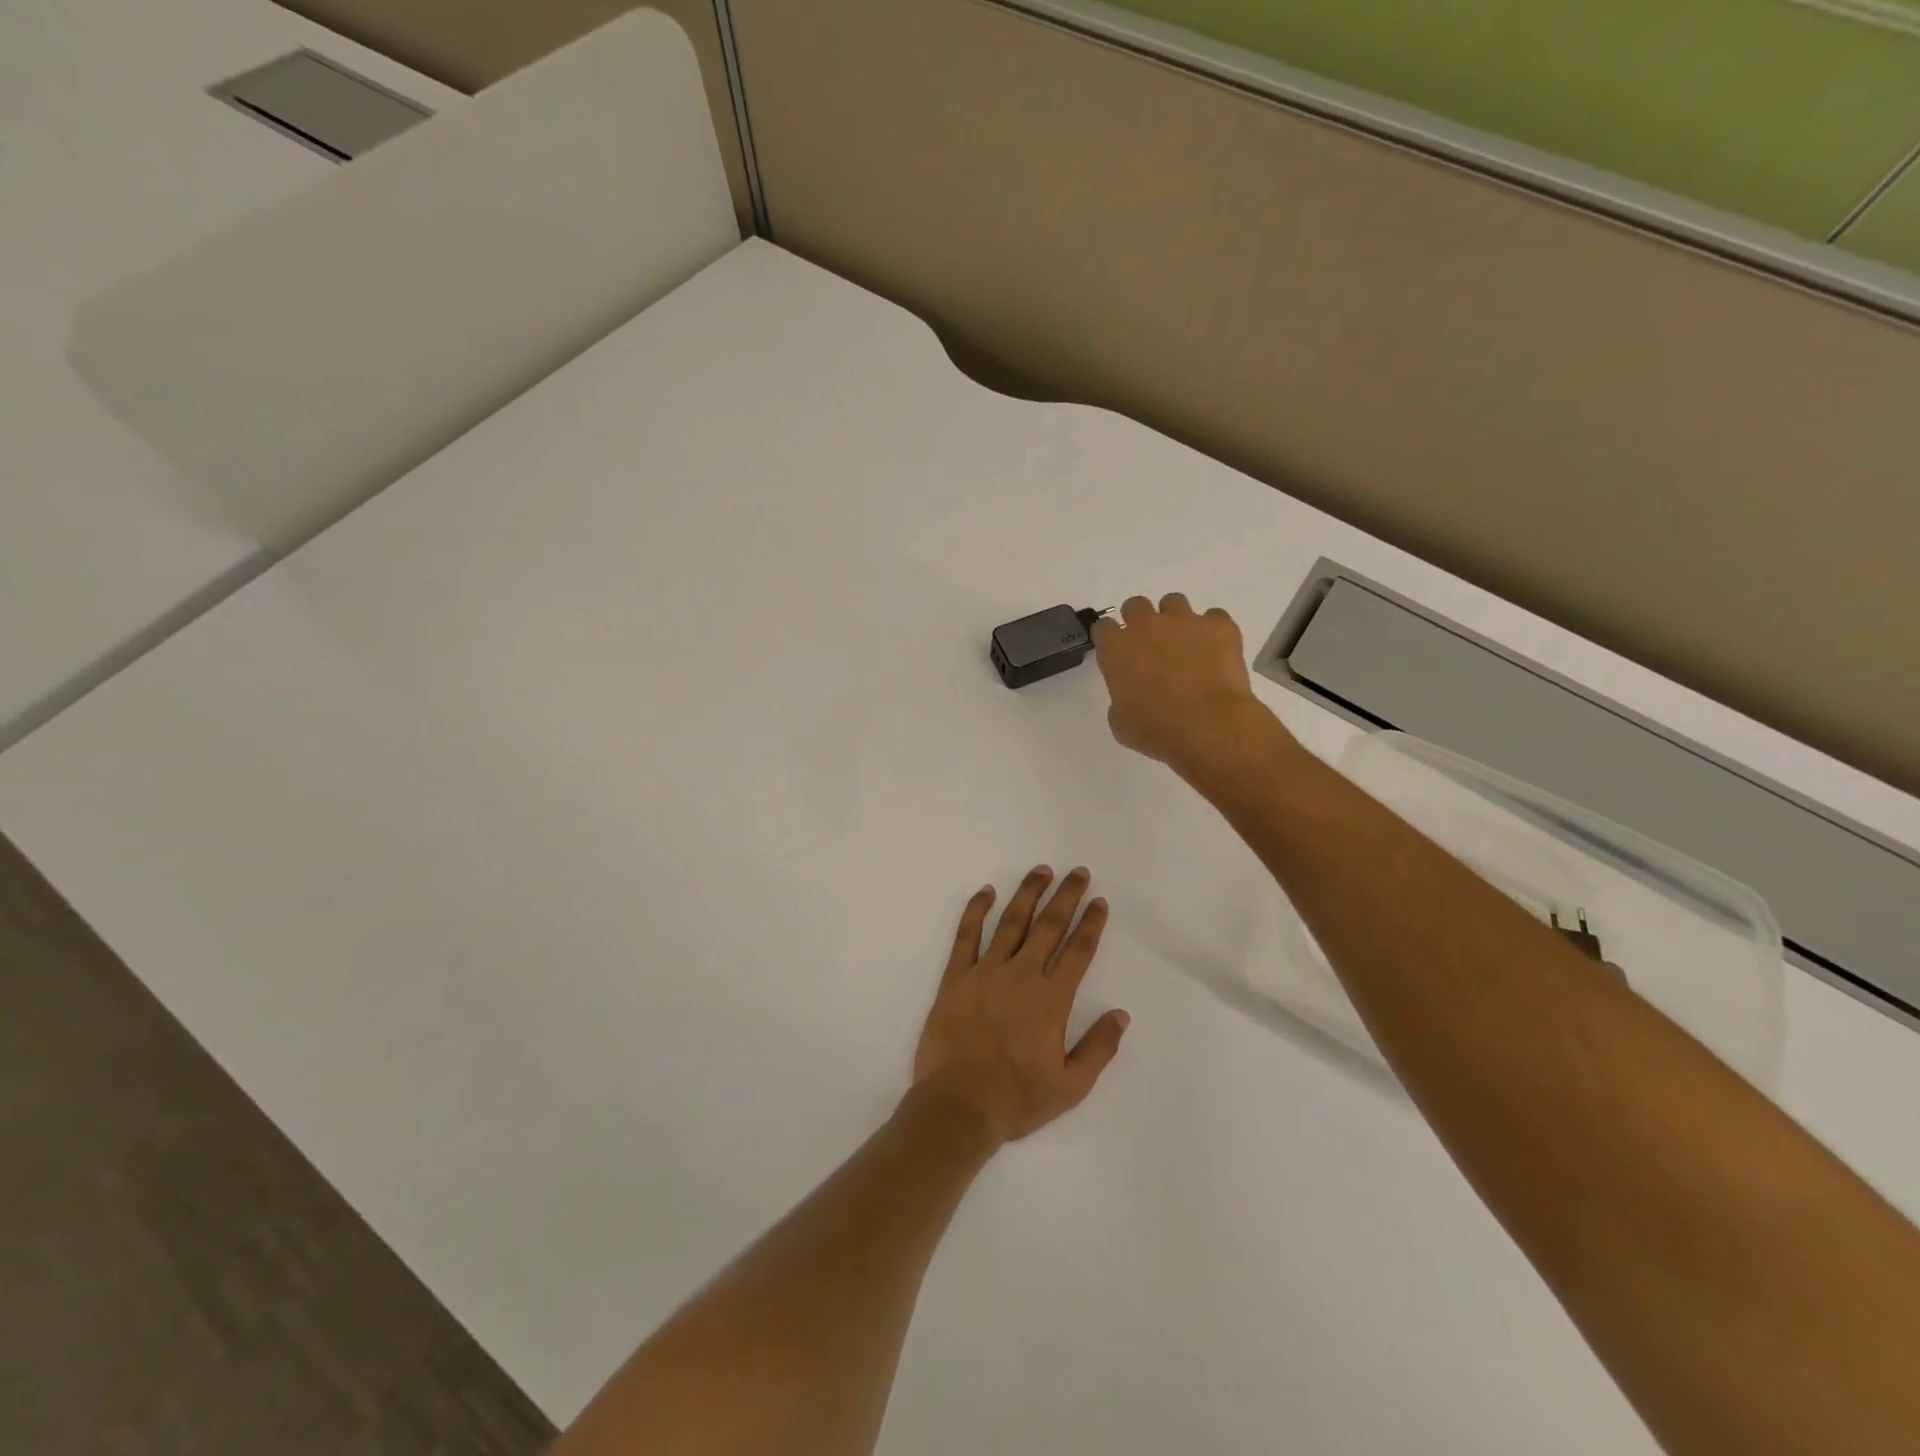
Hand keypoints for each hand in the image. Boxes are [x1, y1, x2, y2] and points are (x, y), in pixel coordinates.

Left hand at [913, 866, 1129, 1148]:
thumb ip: (1098, 1048)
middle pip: (1048, 926)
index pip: (1078, 951)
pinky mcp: (955, 977)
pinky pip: (966, 935)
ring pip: (1011, 922)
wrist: (958, 1105)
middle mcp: (1021, 975)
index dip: (1091, 924)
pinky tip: (985, 892)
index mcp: (1051, 999)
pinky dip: (975, 910)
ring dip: (1028, 894)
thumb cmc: (1017, 1099)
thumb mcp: (1071, 1086)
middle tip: (1078, 873)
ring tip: (1041, 871)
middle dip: (1066, 897)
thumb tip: (1121, 1015)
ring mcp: (985, 972)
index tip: (1099, 902)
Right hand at [1092, 594, 1279, 776]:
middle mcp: (1147, 626)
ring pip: (1174, 602)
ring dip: (1175, 620)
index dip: (1111, 639)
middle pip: (1136, 605)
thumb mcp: (1121, 722)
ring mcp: (1185, 621)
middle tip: (1150, 647)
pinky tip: (1215, 652)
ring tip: (1185, 645)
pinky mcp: (1219, 626)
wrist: (1209, 727)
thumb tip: (1132, 693)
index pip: (1104, 627)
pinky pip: (1214, 617)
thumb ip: (1120, 697)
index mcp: (1117, 649)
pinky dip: (1212, 631)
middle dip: (1140, 622)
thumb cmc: (1156, 730)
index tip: (1118, 654)